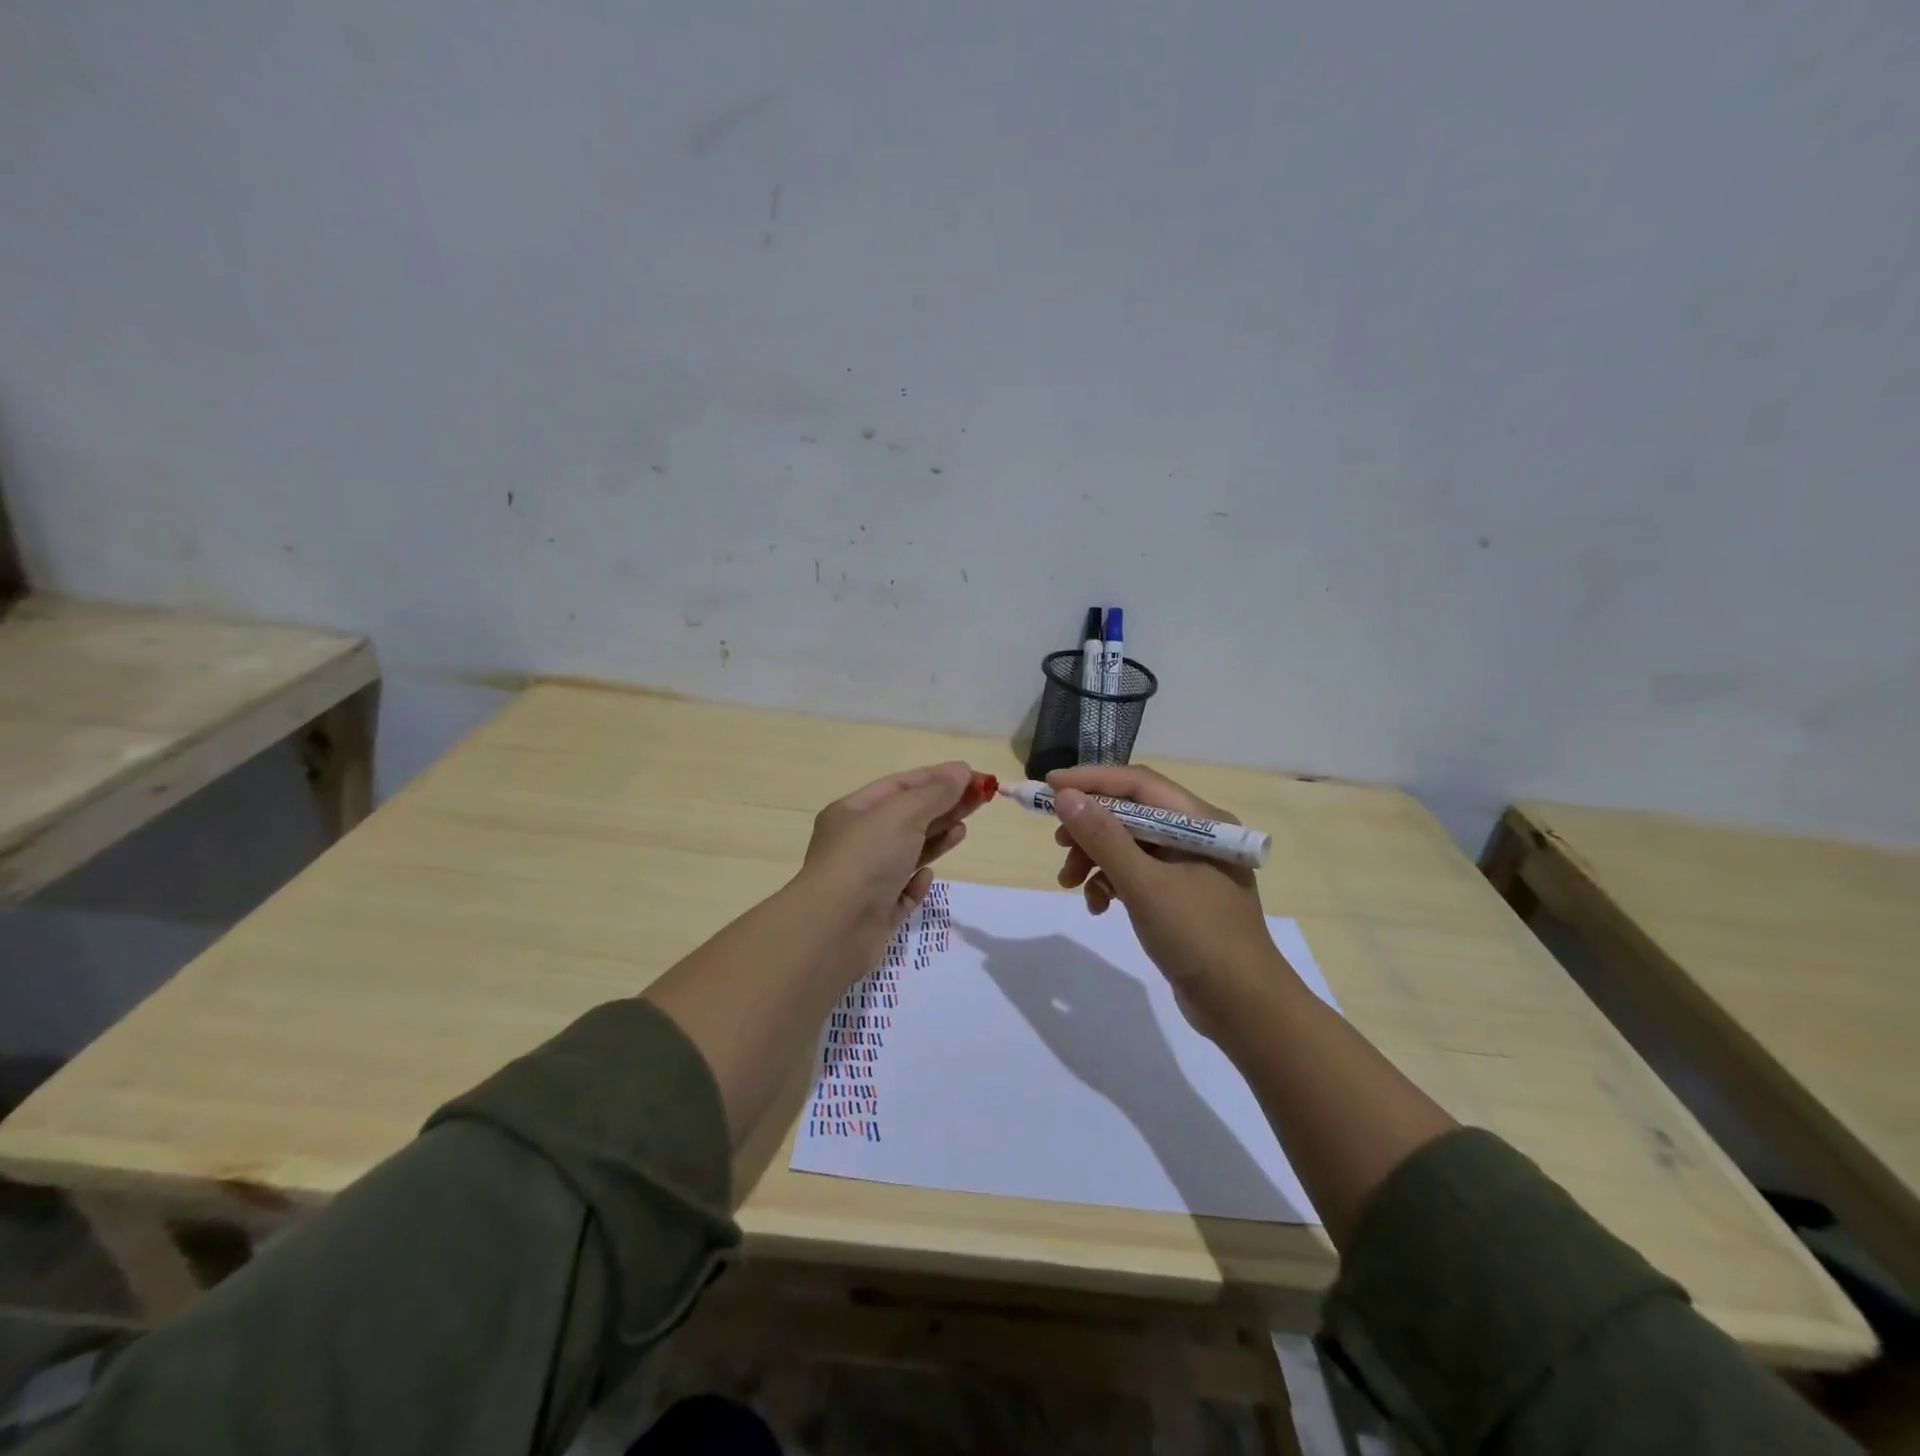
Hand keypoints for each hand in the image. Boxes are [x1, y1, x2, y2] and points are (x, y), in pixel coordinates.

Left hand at [801, 761, 985, 943]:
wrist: (834, 930)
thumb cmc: (866, 859)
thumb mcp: (902, 814)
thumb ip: (935, 793)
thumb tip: (962, 771)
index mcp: (853, 811)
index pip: (901, 785)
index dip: (939, 778)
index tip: (975, 777)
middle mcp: (857, 842)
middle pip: (908, 816)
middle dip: (944, 806)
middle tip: (981, 801)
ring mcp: (866, 878)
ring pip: (908, 852)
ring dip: (936, 839)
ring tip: (963, 831)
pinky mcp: (876, 912)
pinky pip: (902, 890)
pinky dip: (917, 881)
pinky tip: (927, 877)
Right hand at [1048, 765, 1291, 1014]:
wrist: (1244, 1008)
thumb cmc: (1199, 937)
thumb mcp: (1145, 885)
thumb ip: (1104, 838)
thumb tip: (1065, 796)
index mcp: (1199, 822)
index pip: (1137, 784)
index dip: (1090, 780)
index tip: (1047, 786)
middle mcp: (1196, 836)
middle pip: (1130, 813)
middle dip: (1089, 828)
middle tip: (1058, 844)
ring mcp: (1188, 867)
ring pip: (1129, 845)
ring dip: (1095, 859)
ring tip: (1069, 883)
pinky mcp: (1180, 895)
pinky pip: (1136, 874)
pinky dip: (1111, 883)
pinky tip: (1098, 907)